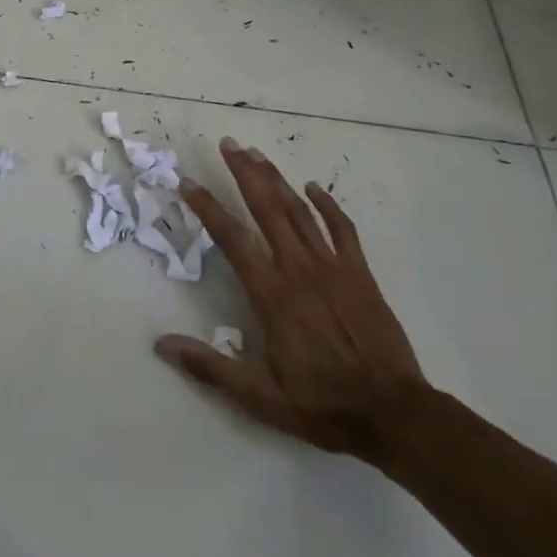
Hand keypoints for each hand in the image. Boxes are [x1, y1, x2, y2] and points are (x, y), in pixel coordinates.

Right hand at [157, 137, 425, 462]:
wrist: (393, 413)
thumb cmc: (321, 403)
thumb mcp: (259, 396)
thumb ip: (210, 366)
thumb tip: (162, 344)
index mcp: (271, 293)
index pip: (231, 238)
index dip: (206, 207)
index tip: (187, 182)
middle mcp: (298, 268)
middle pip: (266, 208)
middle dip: (244, 173)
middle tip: (228, 143)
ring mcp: (332, 266)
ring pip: (299, 210)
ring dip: (276, 179)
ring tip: (256, 154)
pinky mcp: (359, 273)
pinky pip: (342, 228)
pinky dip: (326, 204)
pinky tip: (312, 187)